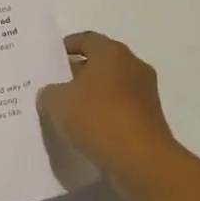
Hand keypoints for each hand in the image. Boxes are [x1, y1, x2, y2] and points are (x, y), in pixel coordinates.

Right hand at [36, 32, 184, 200]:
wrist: (141, 161)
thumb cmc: (98, 118)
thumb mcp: (58, 102)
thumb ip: (49, 92)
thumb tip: (52, 94)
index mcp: (111, 52)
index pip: (86, 39)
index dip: (66, 47)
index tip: (50, 61)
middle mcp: (132, 65)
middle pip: (100, 63)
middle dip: (77, 73)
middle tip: (55, 88)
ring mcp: (145, 93)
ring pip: (111, 87)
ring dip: (92, 96)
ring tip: (68, 113)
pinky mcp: (150, 119)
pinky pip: (121, 109)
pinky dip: (105, 115)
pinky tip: (87, 131)